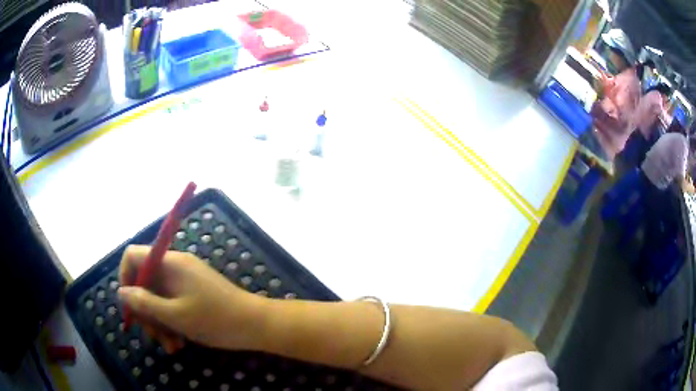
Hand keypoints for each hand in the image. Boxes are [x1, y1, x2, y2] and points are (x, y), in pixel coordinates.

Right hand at [118, 245, 268, 352]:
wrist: (256, 325)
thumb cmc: (214, 320)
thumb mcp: (174, 315)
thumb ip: (144, 303)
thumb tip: (120, 292)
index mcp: (169, 262)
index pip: (133, 256)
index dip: (125, 278)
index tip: (130, 306)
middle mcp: (175, 266)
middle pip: (145, 282)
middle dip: (146, 312)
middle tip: (155, 337)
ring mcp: (185, 280)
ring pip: (158, 298)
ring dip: (160, 323)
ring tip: (172, 347)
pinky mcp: (194, 293)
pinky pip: (173, 303)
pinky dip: (172, 322)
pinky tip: (180, 343)